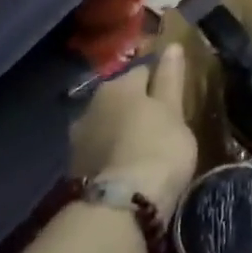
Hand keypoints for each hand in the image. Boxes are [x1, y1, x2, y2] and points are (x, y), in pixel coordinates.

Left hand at [70, 46, 196, 220]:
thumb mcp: (174, 111)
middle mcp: (92, 103)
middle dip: (138, 106)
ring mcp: (79, 137)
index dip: (162, 82)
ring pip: (108, 123)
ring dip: (122, 129)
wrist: (120, 206)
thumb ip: (171, 78)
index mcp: (119, 85)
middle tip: (162, 124)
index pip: (144, 70)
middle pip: (122, 97)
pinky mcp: (74, 167)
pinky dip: (113, 152)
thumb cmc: (158, 148)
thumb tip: (173, 46)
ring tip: (145, 147)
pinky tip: (127, 165)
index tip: (176, 99)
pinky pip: (101, 149)